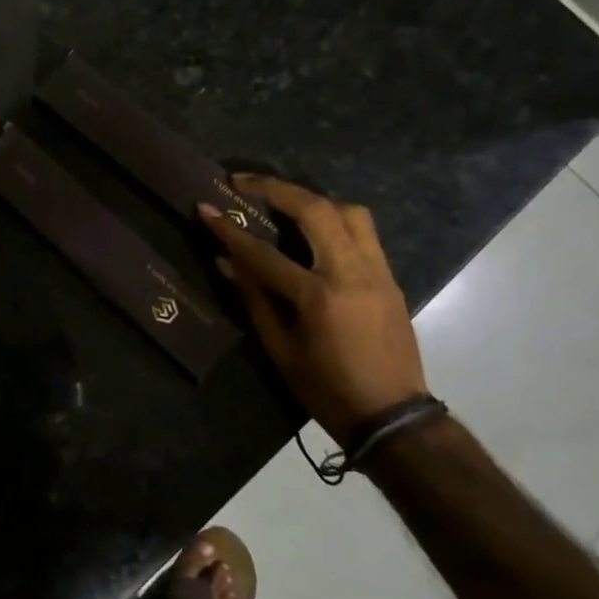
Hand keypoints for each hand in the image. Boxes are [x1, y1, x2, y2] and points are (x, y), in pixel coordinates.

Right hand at [200, 178, 426, 448]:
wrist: (392, 416)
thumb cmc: (326, 389)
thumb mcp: (280, 349)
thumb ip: (254, 300)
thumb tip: (225, 262)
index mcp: (319, 296)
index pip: (264, 253)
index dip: (230, 230)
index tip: (205, 207)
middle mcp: (352, 272)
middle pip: (316, 210)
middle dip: (276, 188)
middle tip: (244, 182)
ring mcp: (377, 271)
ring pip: (349, 212)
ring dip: (312, 199)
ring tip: (283, 201)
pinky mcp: (390, 277)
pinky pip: (364, 233)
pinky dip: (335, 220)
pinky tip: (314, 230)